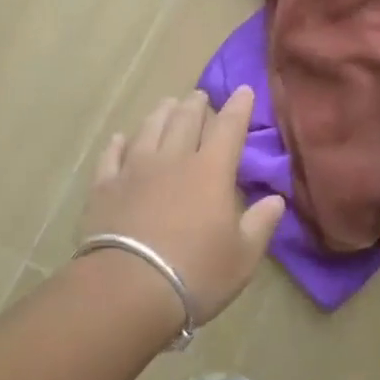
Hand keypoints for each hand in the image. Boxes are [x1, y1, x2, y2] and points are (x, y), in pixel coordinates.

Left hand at [79, 87, 284, 325]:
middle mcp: (173, 160)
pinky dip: (117, 144)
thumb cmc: (196, 274)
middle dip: (196, 105)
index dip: (238, 108)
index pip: (228, 128)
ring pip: (149, 130)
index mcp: (211, 171)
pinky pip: (111, 157)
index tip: (243, 90)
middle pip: (185, 121)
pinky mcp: (104, 188)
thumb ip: (260, 224)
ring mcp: (134, 171)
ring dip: (160, 114)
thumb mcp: (242, 256)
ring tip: (167, 104)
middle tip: (199, 95)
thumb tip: (276, 200)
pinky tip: (120, 138)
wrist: (127, 289)